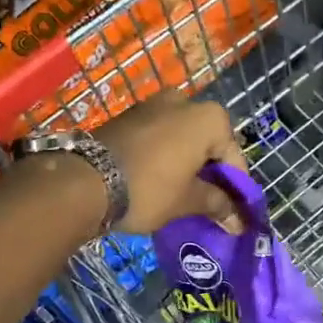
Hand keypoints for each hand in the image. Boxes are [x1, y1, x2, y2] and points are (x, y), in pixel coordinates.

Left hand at [92, 91, 246, 233]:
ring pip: (182, 138)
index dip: (236, 188)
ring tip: (184, 194)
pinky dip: (165, 156)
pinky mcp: (129, 116)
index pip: (234, 157)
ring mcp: (153, 105)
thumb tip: (237, 220)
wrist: (84, 180)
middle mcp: (185, 101)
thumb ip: (217, 205)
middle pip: (208, 142)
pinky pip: (159, 136)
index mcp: (208, 118)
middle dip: (210, 172)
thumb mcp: (187, 201)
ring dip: (187, 163)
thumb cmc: (149, 189)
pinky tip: (160, 180)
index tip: (233, 213)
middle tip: (209, 203)